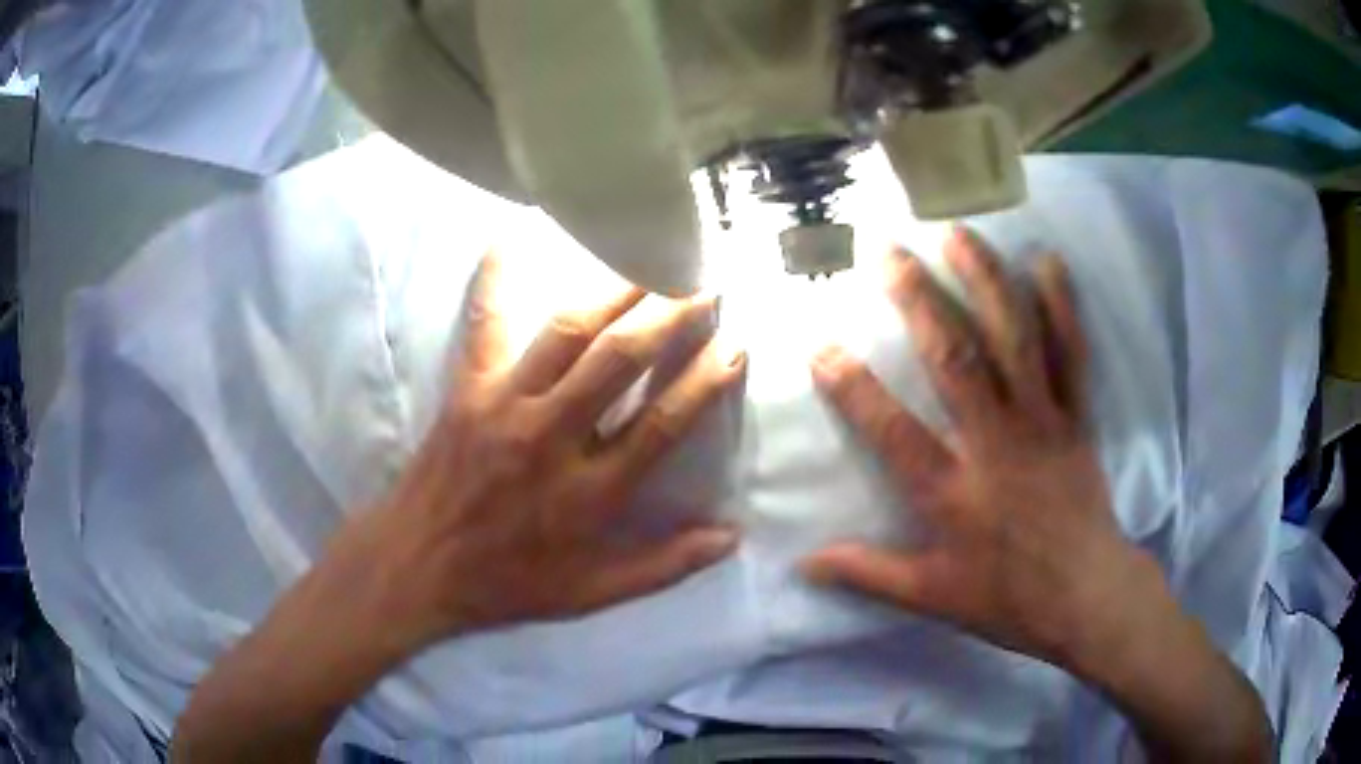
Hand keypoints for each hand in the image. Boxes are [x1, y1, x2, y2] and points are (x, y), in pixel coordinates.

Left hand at [343, 252, 746, 652]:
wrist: (416, 565)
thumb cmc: (506, 582)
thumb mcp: (590, 594)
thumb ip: (663, 566)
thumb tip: (730, 538)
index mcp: (587, 493)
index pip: (661, 424)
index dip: (704, 382)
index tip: (734, 346)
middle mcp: (550, 438)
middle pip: (620, 361)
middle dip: (669, 316)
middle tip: (703, 286)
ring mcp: (503, 405)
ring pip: (567, 334)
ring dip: (614, 292)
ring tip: (649, 260)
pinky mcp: (467, 389)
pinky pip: (484, 323)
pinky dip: (496, 278)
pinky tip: (512, 236)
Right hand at [803, 228, 1140, 668]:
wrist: (1088, 594)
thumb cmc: (1008, 597)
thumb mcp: (932, 597)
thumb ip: (869, 574)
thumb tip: (804, 563)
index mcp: (953, 491)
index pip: (892, 431)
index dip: (852, 387)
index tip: (820, 344)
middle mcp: (995, 442)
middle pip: (954, 359)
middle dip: (918, 299)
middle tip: (888, 251)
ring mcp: (1041, 422)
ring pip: (1013, 340)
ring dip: (985, 281)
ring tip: (958, 233)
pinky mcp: (1075, 417)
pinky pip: (1070, 354)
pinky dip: (1061, 306)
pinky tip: (1047, 263)